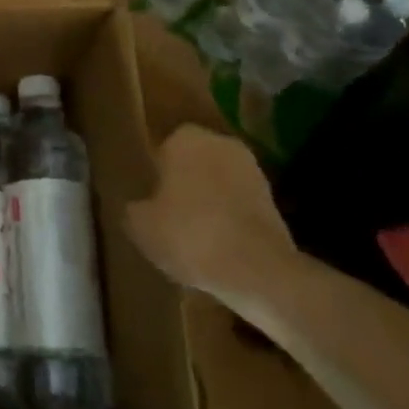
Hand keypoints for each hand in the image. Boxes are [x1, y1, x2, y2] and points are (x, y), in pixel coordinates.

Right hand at [125, 124, 298, 300]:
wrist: (258, 270)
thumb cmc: (189, 234)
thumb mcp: (140, 225)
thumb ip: (134, 208)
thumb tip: (137, 207)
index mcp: (185, 138)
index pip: (164, 147)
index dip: (156, 173)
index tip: (150, 198)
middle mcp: (221, 143)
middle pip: (194, 162)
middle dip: (184, 183)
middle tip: (168, 214)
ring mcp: (253, 171)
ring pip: (219, 183)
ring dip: (209, 201)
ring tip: (194, 235)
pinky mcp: (275, 201)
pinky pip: (239, 205)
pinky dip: (230, 220)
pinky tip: (218, 247)